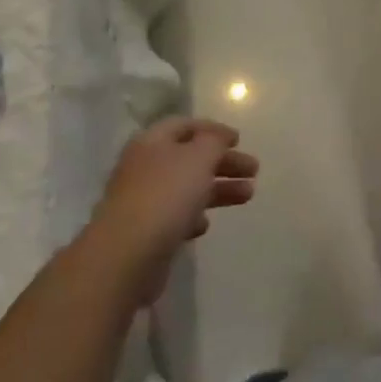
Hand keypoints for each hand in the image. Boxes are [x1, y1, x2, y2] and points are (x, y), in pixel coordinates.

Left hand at [89, 118, 258, 302]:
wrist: (126, 255)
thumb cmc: (166, 195)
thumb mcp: (198, 157)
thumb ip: (214, 142)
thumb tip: (218, 137)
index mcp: (152, 142)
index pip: (185, 126)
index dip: (213, 130)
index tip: (239, 139)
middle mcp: (145, 167)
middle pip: (190, 158)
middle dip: (223, 162)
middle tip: (254, 170)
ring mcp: (143, 200)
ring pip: (187, 187)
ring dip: (218, 189)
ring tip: (249, 195)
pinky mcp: (146, 232)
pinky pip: (175, 216)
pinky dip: (194, 216)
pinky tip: (207, 224)